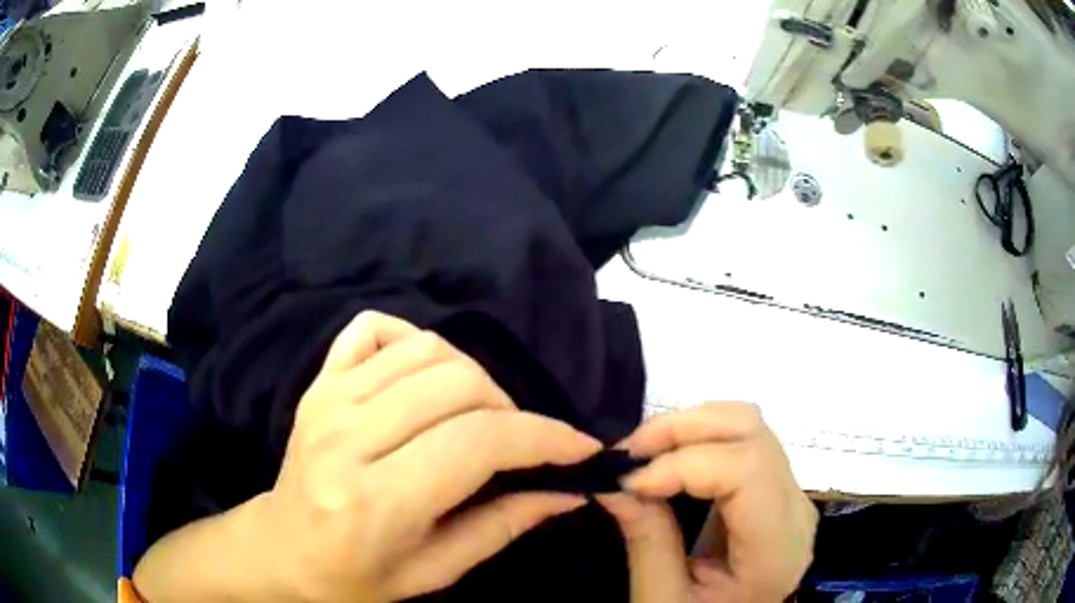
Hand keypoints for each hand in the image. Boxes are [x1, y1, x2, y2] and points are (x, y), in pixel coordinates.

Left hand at [252, 311, 600, 600]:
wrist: (284, 550)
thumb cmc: (358, 576)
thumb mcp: (435, 571)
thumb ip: (502, 527)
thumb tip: (568, 492)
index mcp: (375, 501)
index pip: (478, 443)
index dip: (543, 437)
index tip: (580, 447)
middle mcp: (347, 438)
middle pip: (458, 385)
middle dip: (512, 410)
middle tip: (521, 444)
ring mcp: (328, 399)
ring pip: (427, 349)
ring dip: (473, 378)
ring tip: (479, 416)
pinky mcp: (319, 382)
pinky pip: (374, 328)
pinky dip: (413, 340)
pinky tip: (426, 378)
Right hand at [600, 404, 817, 602]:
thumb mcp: (662, 600)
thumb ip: (646, 541)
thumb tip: (613, 482)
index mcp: (777, 548)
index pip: (747, 470)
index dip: (684, 463)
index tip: (628, 481)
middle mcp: (796, 508)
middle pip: (751, 431)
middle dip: (683, 429)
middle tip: (628, 453)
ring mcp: (790, 493)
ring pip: (748, 425)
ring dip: (690, 427)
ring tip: (643, 454)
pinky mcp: (775, 488)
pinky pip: (742, 441)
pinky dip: (699, 438)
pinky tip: (668, 460)